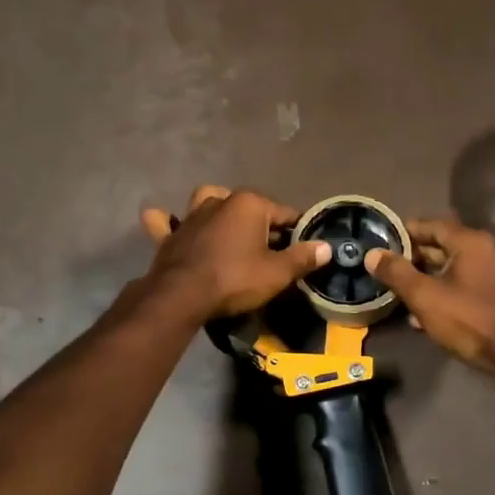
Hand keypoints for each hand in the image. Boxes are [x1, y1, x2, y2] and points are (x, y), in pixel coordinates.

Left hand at [140, 186, 331, 320]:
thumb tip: (327, 247)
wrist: (182, 294)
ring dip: (219, 209)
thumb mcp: (277, 273)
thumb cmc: (235, 279)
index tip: (304, 248)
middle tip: (271, 249)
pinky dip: (168, 221)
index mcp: (250, 203)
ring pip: (208, 201)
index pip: (286, 213)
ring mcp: (192, 214)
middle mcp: (221, 200)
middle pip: (250, 207)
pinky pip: (167, 221)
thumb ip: (302, 257)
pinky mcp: (170, 233)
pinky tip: (170, 223)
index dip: (298, 231)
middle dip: (262, 222)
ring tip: (228, 227)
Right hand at [364, 219, 494, 374]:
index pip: (430, 225)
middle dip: (413, 259)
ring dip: (426, 280)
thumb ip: (397, 273)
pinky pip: (464, 288)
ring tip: (399, 295)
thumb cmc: (470, 321)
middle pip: (442, 247)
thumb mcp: (425, 297)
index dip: (404, 232)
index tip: (381, 243)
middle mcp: (486, 251)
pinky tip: (424, 316)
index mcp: (470, 242)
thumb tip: (372, 254)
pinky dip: (443, 294)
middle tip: (386, 271)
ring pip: (452, 270)